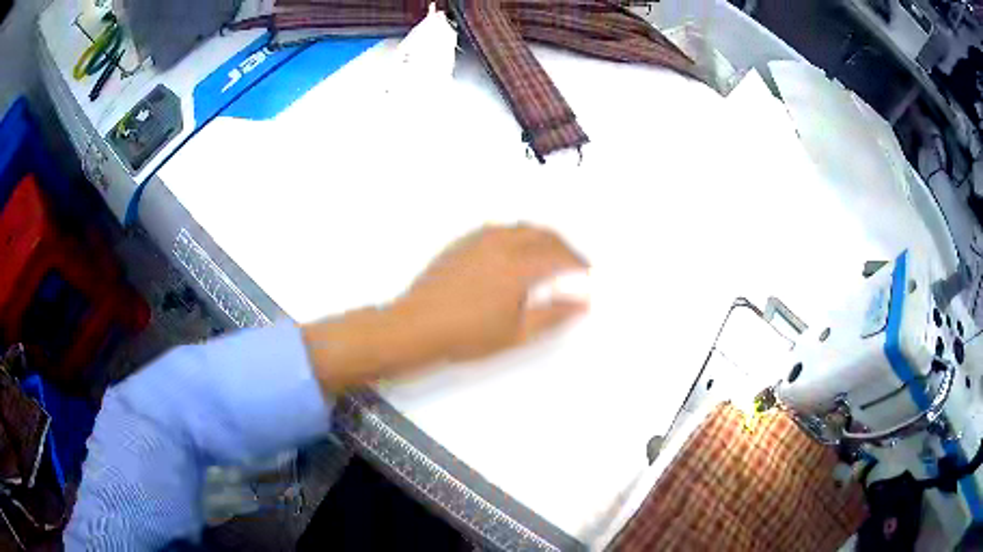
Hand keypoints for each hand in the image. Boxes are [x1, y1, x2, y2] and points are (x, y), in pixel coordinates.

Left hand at [302, 225, 587, 393]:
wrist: (415, 328)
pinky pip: (498, 229)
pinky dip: (516, 235)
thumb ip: (552, 315)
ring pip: (519, 227)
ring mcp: (478, 240)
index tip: (587, 271)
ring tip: (546, 255)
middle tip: (571, 263)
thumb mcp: (516, 333)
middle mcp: (500, 244)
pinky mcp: (461, 242)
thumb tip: (583, 302)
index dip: (577, 262)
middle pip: (542, 234)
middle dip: (562, 245)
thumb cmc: (467, 336)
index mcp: (517, 266)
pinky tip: (513, 252)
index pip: (558, 256)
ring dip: (540, 237)